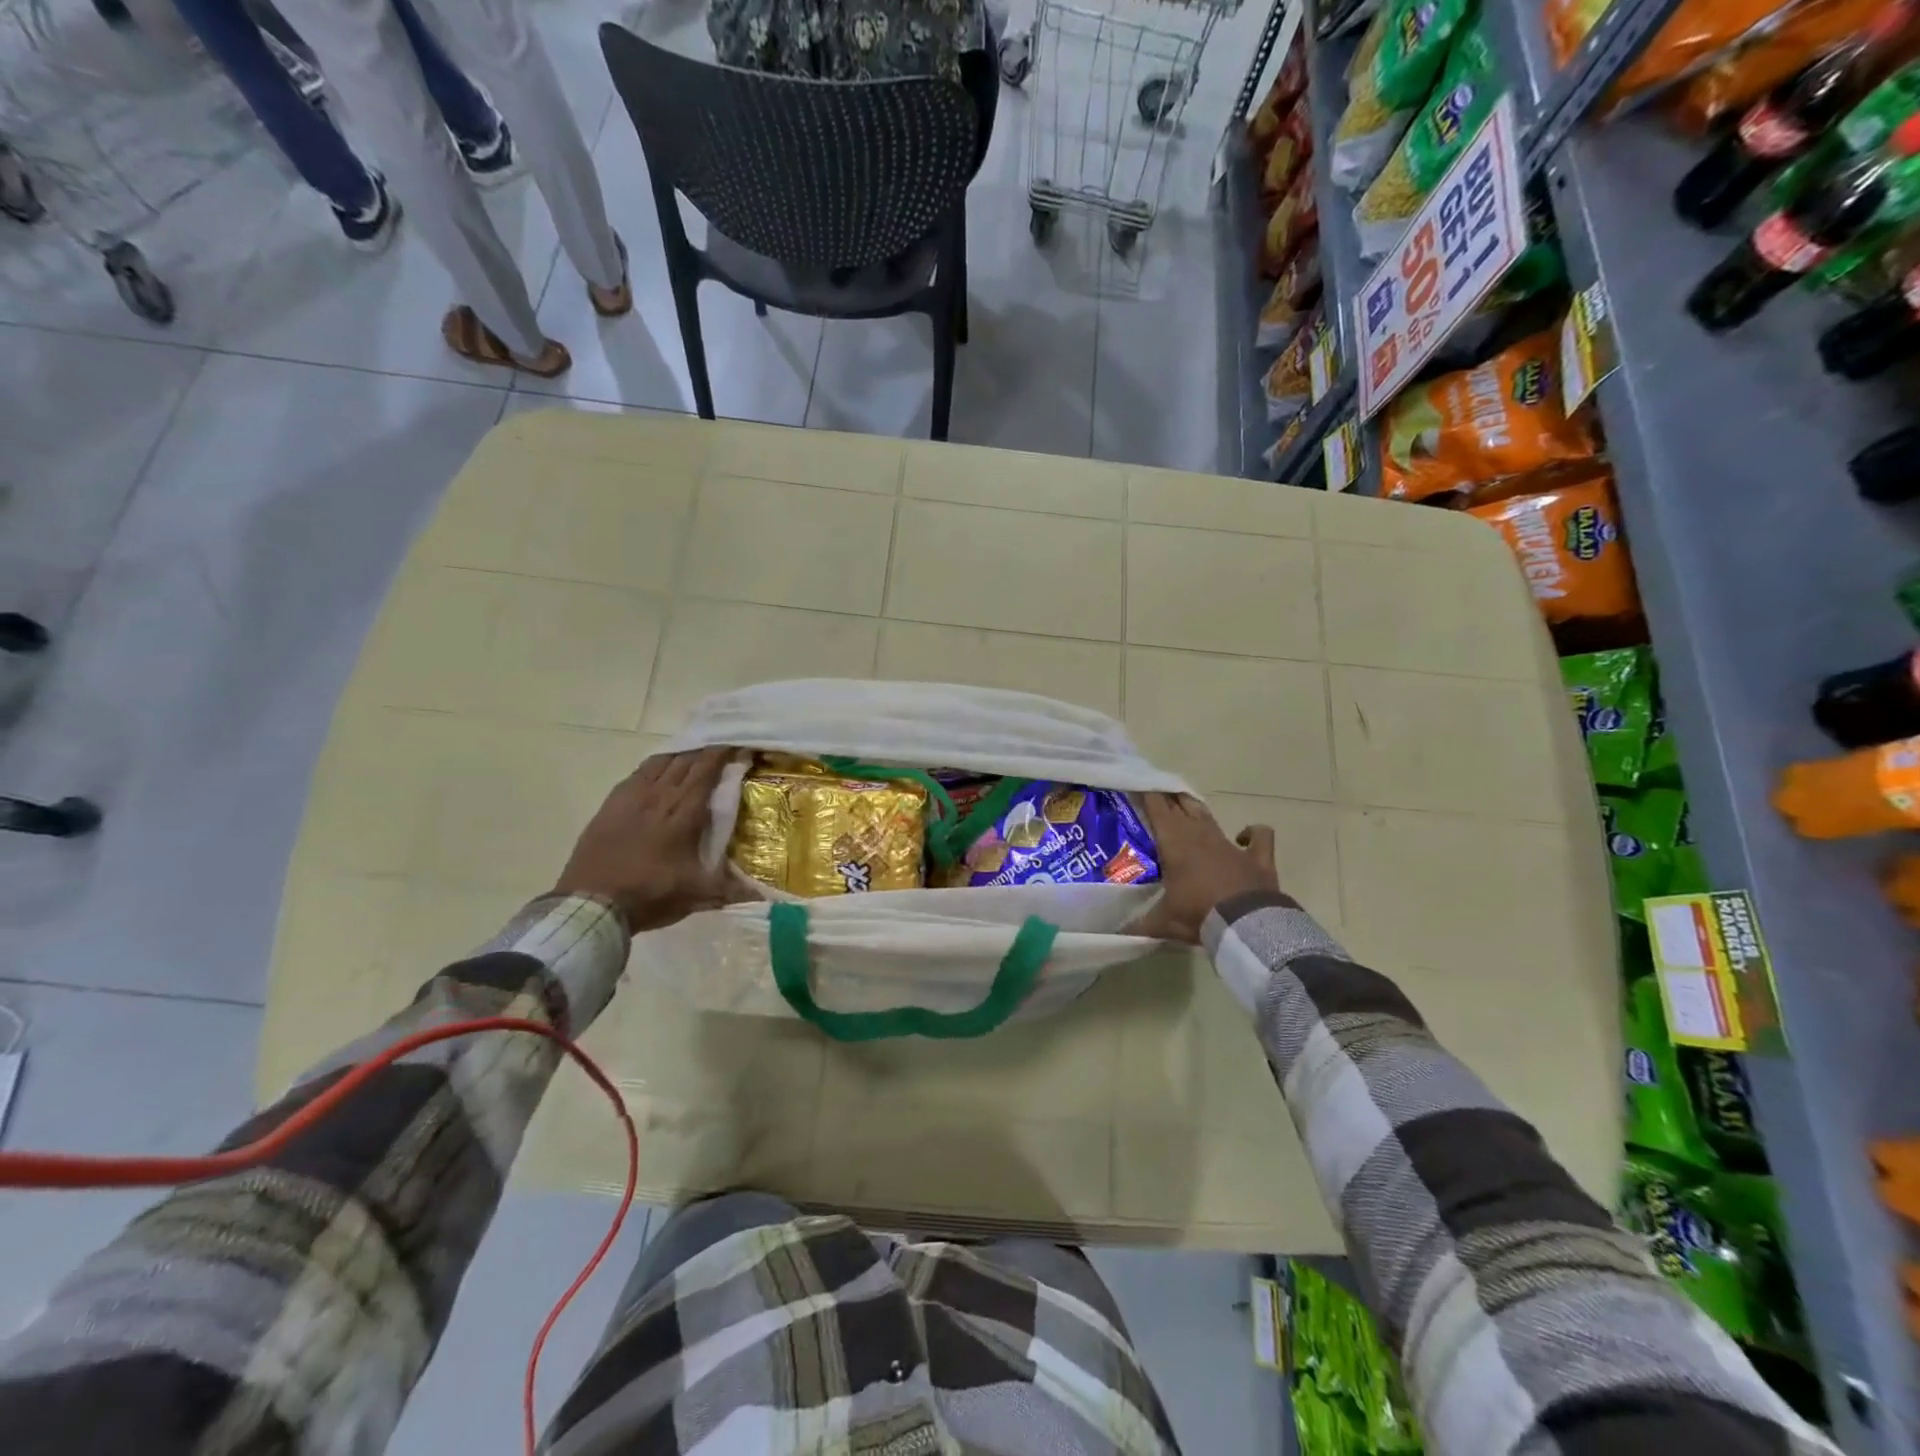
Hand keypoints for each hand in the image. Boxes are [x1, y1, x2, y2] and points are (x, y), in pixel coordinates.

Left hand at [554, 747, 741, 933]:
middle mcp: (660, 796)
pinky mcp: (611, 805)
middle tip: (722, 748)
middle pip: (685, 762)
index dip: (723, 754)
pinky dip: (655, 766)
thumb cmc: (650, 895)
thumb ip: (734, 890)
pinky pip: (638, 773)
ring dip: (680, 756)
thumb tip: (770, 897)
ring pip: (661, 762)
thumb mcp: (698, 895)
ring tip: (693, 756)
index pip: (706, 771)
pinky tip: (658, 772)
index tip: (739, 745)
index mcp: (684, 813)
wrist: (592, 904)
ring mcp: (632, 798)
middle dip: (706, 751)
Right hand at [1139, 793, 1278, 943]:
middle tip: (1158, 794)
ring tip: (1186, 805)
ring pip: (1209, 816)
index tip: (1138, 785)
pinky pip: (1258, 836)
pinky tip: (1244, 836)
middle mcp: (1200, 835)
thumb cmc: (1198, 915)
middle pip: (1182, 806)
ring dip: (1197, 810)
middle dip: (1169, 798)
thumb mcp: (1162, 923)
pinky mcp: (1257, 856)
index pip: (1157, 808)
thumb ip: (1139, 925)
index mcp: (1174, 842)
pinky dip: (1252, 833)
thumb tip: (1113, 934)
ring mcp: (1230, 843)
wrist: (1246, 924)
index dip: (1147, 794)